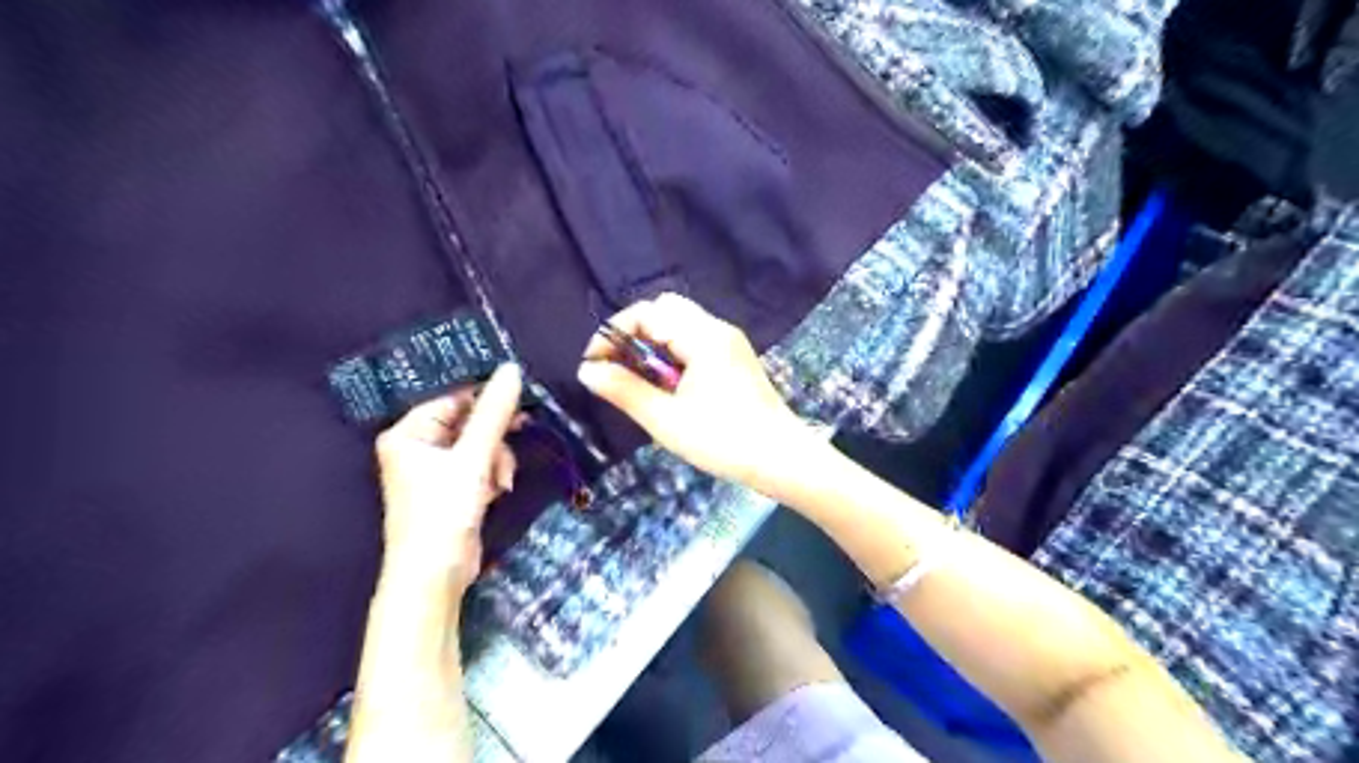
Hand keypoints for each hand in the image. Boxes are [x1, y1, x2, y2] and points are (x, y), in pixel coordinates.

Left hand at [371, 363, 520, 594]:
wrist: (434, 576)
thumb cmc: (442, 511)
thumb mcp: (472, 458)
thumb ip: (494, 413)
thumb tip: (512, 368)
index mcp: (408, 433)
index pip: (453, 399)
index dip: (487, 398)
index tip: (520, 398)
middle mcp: (418, 446)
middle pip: (470, 422)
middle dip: (494, 438)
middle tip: (521, 431)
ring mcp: (436, 469)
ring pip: (481, 445)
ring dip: (497, 459)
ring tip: (499, 482)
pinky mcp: (453, 488)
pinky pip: (481, 465)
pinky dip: (493, 475)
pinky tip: (497, 491)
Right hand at [571, 292, 805, 488]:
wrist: (781, 459)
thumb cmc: (723, 440)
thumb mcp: (666, 420)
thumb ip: (624, 390)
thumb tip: (587, 370)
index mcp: (703, 336)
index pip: (647, 312)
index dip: (614, 332)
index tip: (594, 364)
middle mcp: (717, 329)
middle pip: (665, 310)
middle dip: (634, 333)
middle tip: (618, 369)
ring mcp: (729, 342)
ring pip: (680, 325)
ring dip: (653, 344)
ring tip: (642, 382)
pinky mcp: (735, 358)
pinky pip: (695, 340)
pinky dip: (672, 353)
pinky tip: (669, 386)